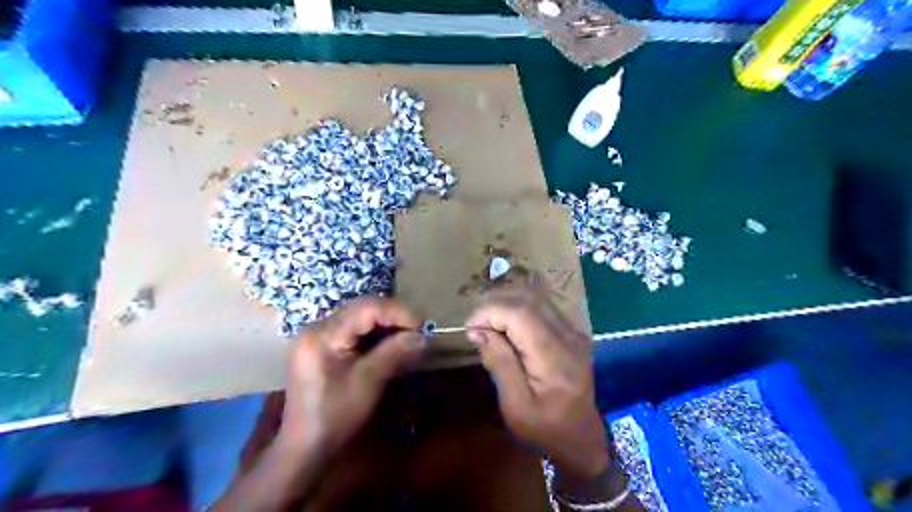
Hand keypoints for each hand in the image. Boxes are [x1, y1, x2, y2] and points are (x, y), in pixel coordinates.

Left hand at [280, 298, 425, 456]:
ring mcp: (317, 337)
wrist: (305, 448)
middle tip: (417, 330)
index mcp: (323, 334)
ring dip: (385, 325)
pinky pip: (353, 330)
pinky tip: (389, 345)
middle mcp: (317, 328)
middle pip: (362, 309)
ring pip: (359, 318)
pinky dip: (374, 335)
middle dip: (393, 317)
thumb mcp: (368, 382)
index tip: (421, 326)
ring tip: (407, 336)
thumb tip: (423, 336)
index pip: (366, 308)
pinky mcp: (322, 347)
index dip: (397, 312)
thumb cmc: (335, 417)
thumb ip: (395, 353)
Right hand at [466, 280, 608, 476]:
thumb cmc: (545, 428)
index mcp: (554, 357)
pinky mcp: (571, 332)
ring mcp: (573, 331)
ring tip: (488, 324)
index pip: (521, 314)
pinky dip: (518, 309)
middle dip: (495, 306)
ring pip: (535, 299)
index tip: (470, 328)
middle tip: (476, 326)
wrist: (582, 438)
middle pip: (528, 301)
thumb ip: (499, 364)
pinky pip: (542, 307)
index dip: (491, 312)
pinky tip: (506, 325)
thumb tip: (478, 331)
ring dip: (506, 305)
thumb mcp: (515, 406)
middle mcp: (568, 336)